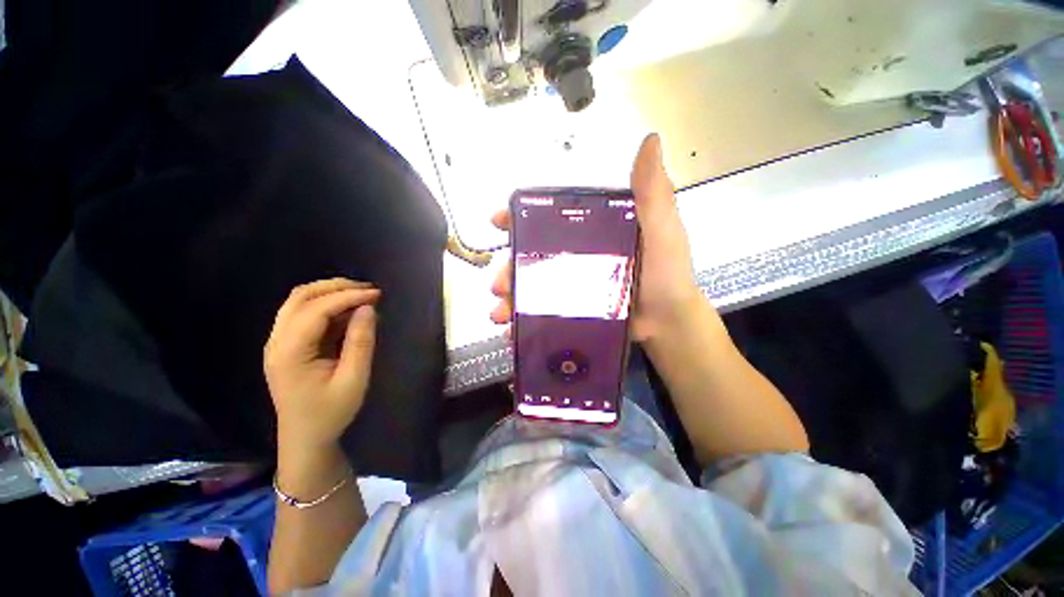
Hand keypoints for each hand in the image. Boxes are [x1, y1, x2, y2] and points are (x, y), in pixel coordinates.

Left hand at [264, 278, 379, 454]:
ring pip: (299, 302)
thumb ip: (360, 342)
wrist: (305, 439)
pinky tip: (349, 312)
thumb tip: (368, 308)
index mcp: (289, 352)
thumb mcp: (353, 379)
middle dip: (335, 287)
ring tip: (361, 295)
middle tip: (368, 289)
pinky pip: (303, 315)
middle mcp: (276, 342)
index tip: (377, 294)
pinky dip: (327, 306)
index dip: (347, 296)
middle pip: (300, 297)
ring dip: (330, 293)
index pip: (316, 310)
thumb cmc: (330, 413)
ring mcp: (278, 343)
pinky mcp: (287, 346)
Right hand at [490, 133, 703, 342]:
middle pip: (532, 254)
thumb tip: (650, 141)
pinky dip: (523, 320)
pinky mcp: (572, 308)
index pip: (549, 216)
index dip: (520, 216)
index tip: (498, 221)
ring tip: (500, 312)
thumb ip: (653, 193)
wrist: (669, 322)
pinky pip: (541, 311)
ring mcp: (572, 283)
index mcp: (590, 230)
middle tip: (499, 284)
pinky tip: (512, 330)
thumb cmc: (666, 274)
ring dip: (510, 296)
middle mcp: (576, 253)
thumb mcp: (662, 230)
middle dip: (509, 266)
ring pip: (531, 285)